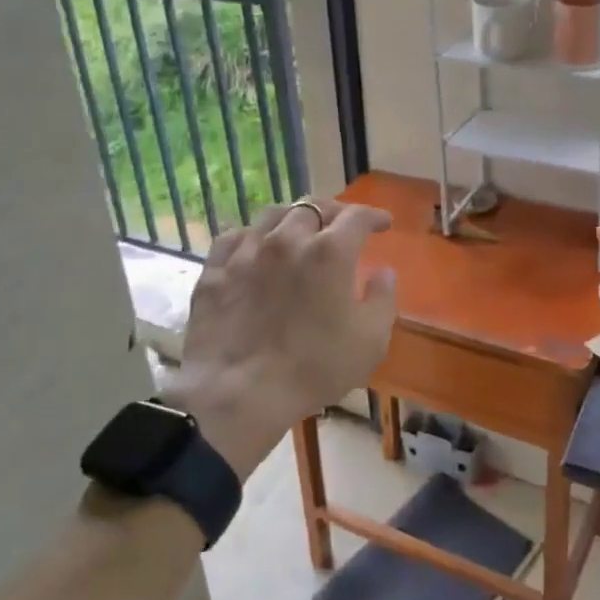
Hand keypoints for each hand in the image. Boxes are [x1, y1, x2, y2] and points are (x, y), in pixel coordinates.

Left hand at [166, 198, 397, 478]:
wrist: (238, 393)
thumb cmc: (314, 368)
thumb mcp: (370, 341)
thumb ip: (383, 299)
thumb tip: (384, 272)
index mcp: (330, 251)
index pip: (357, 216)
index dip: (374, 216)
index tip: (384, 224)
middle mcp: (288, 238)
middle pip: (314, 207)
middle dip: (334, 212)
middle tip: (341, 227)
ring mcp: (247, 251)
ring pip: (273, 214)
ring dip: (293, 217)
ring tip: (300, 230)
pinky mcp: (215, 269)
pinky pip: (234, 236)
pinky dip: (253, 235)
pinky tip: (256, 246)